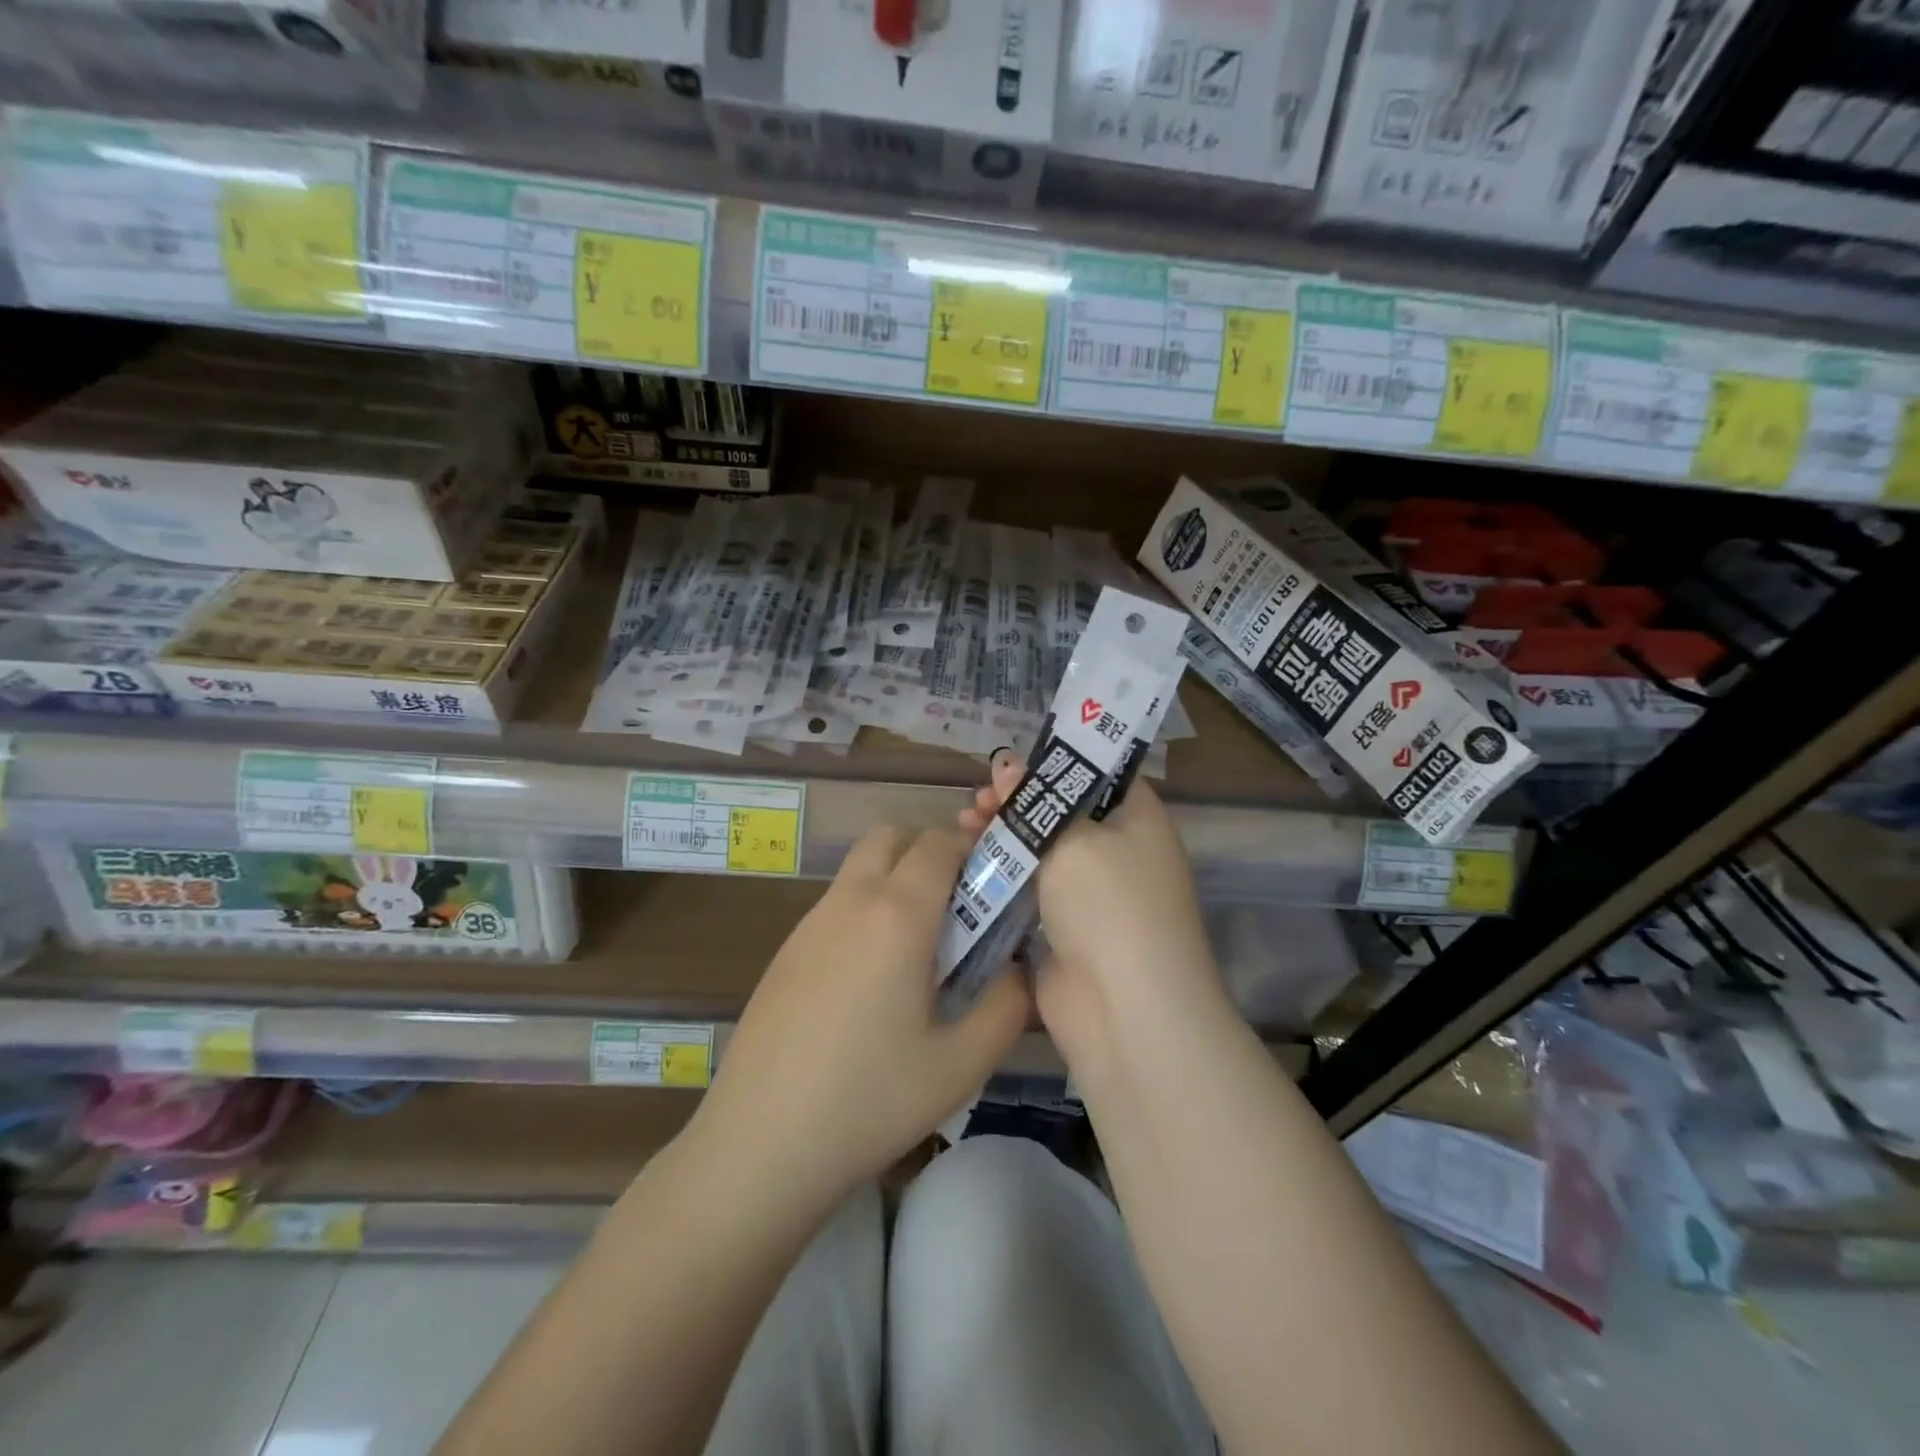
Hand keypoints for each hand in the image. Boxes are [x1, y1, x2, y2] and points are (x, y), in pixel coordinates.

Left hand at [698, 823, 1030, 1205]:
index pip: (940, 842)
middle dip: (931, 850)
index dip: (976, 847)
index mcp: (897, 914)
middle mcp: (850, 901)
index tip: (998, 881)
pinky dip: (866, 909)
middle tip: (960, 905)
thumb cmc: (869, 1100)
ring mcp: (810, 923)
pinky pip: (837, 903)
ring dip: (896, 878)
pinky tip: (873, 979)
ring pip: (860, 867)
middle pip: (892, 836)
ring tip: (921, 947)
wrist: (759, 1144)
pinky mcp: (786, 951)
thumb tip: (1019, 969)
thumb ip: (1008, 1005)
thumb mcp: (961, 1064)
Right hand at [961, 754, 1226, 1073]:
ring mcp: (1091, 896)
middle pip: (1061, 813)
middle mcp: (1119, 852)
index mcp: (1138, 819)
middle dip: (1016, 803)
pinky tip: (966, 866)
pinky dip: (1001, 878)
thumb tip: (1006, 763)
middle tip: (976, 800)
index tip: (1008, 760)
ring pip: (1041, 854)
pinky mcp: (1064, 931)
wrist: (1126, 1012)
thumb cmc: (1109, 904)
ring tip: (962, 826)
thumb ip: (1034, 801)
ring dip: (1003, 839)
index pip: (1097, 773)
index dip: (1053, 763)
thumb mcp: (1071, 839)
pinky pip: (1029, 892)